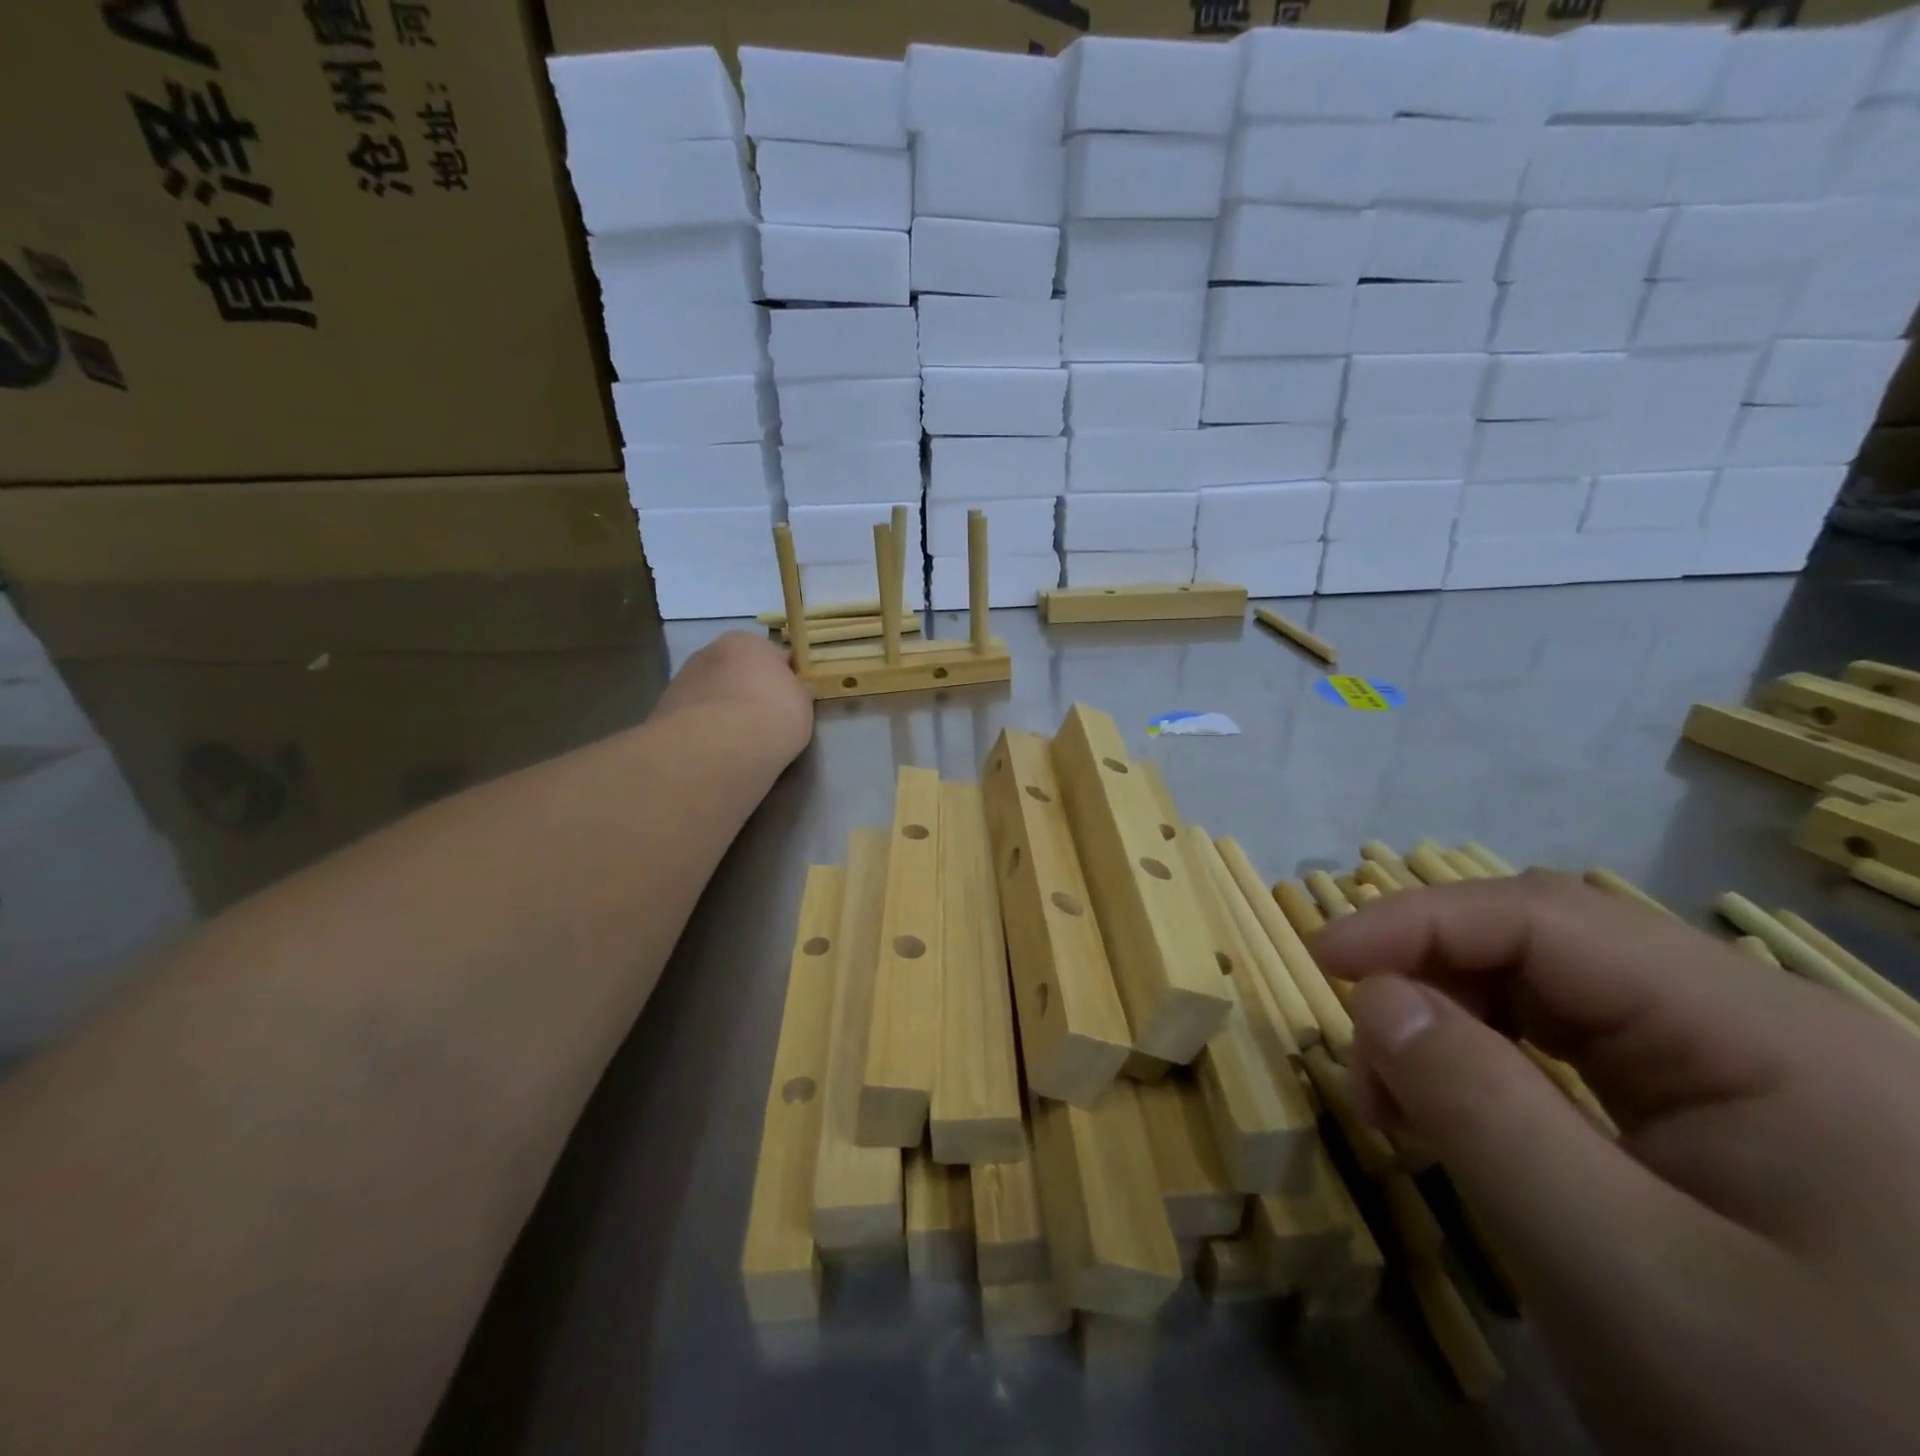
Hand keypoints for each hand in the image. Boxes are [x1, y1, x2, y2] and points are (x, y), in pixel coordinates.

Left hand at [653, 631, 812, 765]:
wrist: (720, 745)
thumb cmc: (773, 714)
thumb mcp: (802, 703)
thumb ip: (796, 692)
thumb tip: (797, 690)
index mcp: (745, 641)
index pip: (770, 655)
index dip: (782, 679)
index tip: (788, 702)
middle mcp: (709, 652)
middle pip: (735, 672)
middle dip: (746, 691)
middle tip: (762, 721)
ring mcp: (682, 680)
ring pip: (711, 694)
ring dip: (722, 710)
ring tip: (738, 741)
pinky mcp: (663, 710)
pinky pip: (693, 717)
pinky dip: (704, 729)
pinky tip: (716, 749)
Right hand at [1315, 872, 1919, 1455]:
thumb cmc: (1810, 1431)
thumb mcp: (1620, 1274)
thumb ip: (1482, 1112)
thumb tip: (1373, 995)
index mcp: (1773, 1039)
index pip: (1551, 918)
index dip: (1419, 920)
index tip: (1320, 960)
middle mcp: (1769, 1029)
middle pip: (1551, 950)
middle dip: (1432, 985)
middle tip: (1368, 1070)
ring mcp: (1754, 1075)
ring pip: (1555, 996)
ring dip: (1454, 1030)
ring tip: (1406, 1110)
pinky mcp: (1732, 1120)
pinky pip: (1580, 1053)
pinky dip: (1497, 1071)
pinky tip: (1470, 1121)